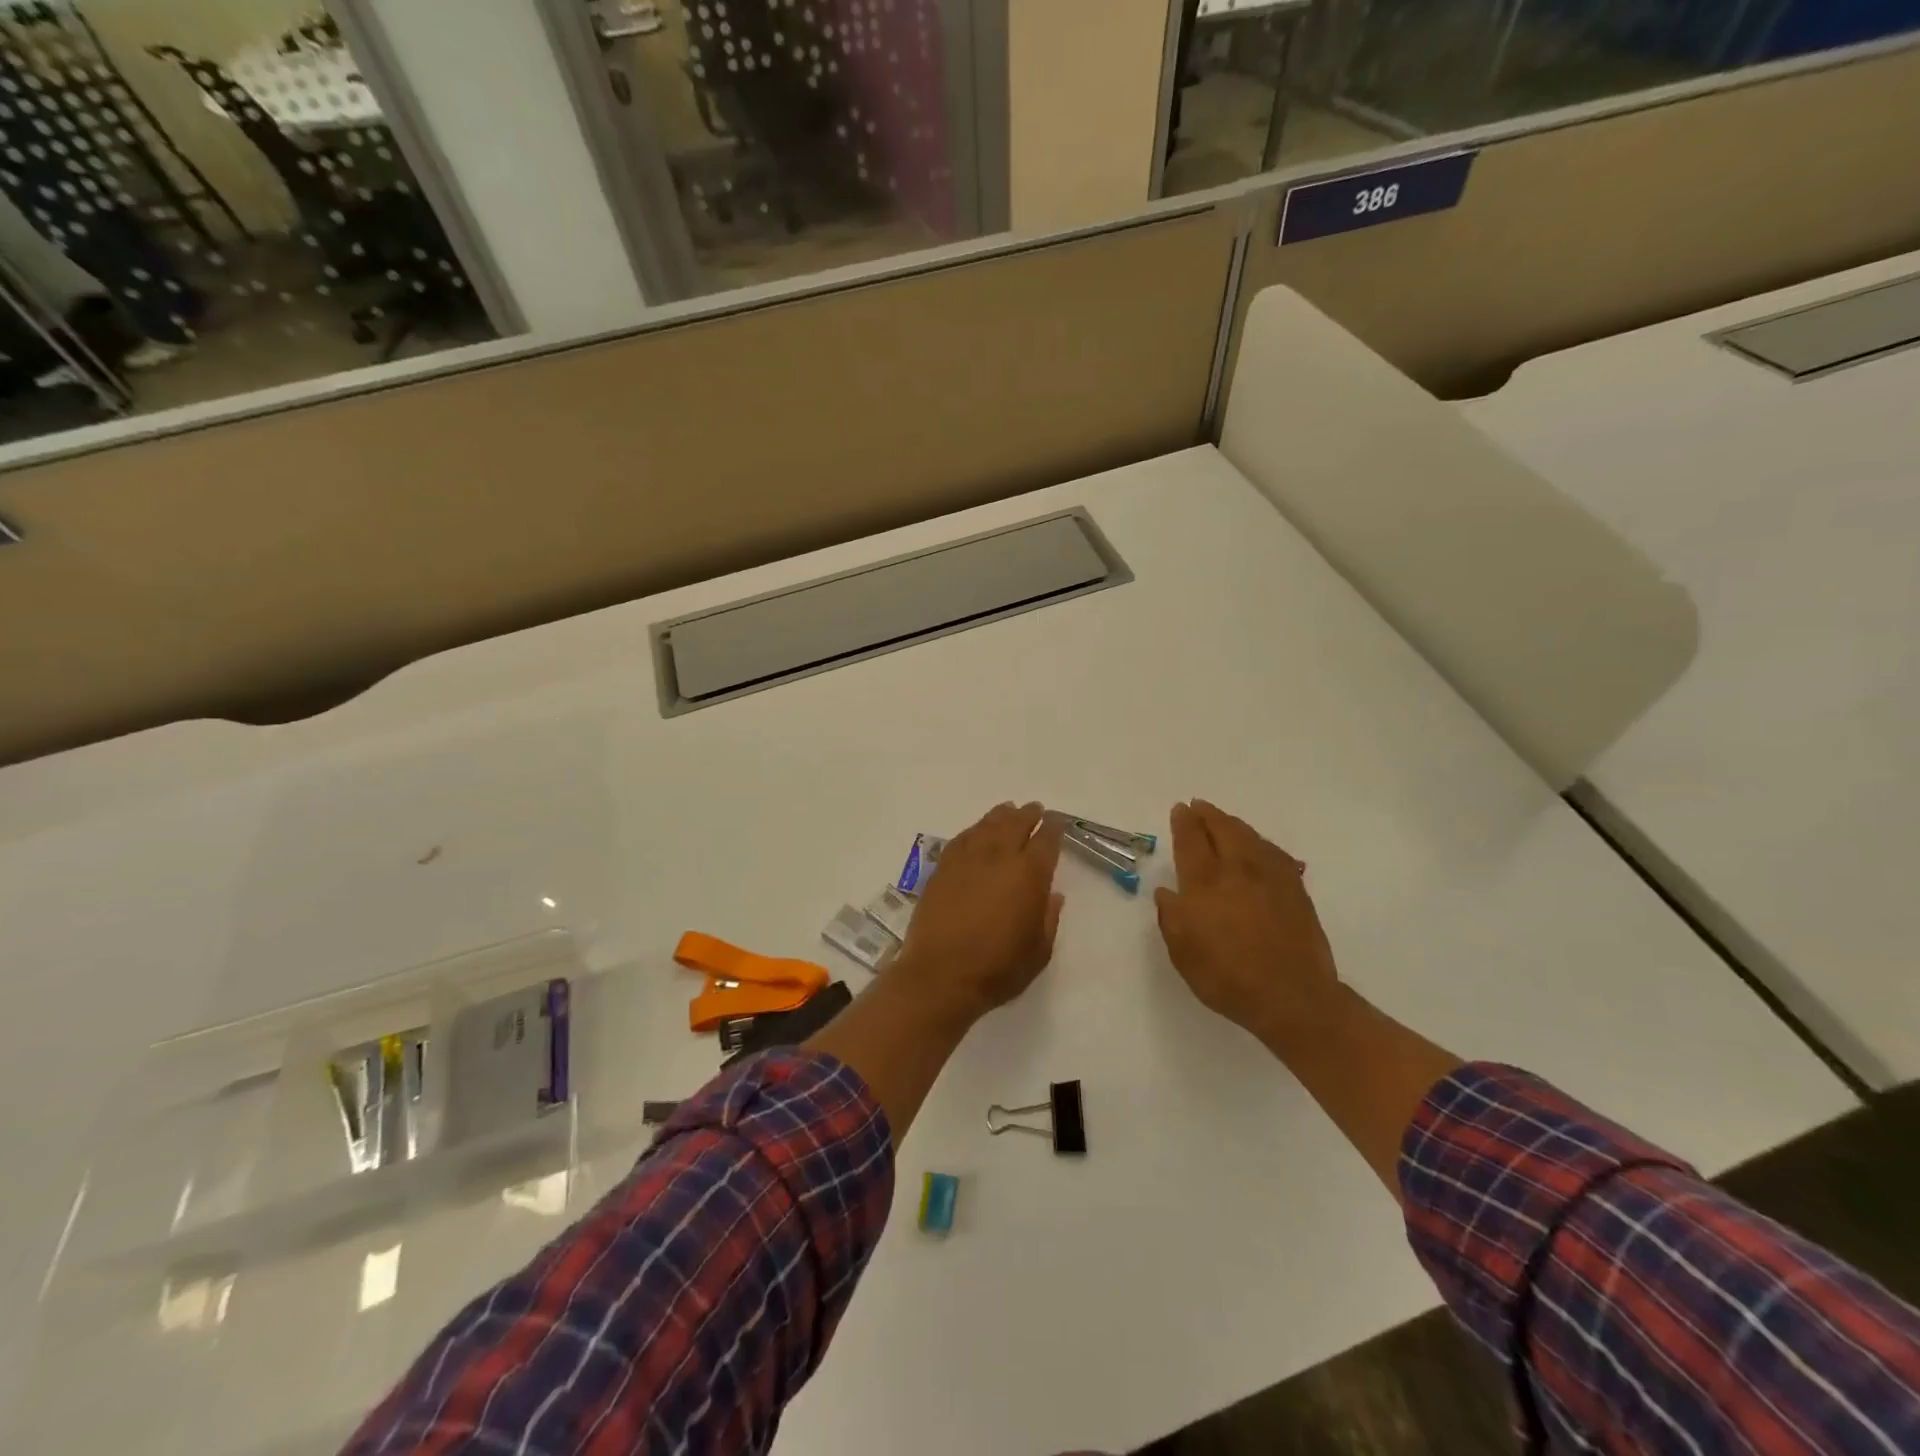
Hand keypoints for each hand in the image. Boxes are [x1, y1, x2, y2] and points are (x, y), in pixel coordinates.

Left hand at [897, 802, 1064, 1023]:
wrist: (940, 975)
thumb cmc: (997, 968)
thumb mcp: (1039, 951)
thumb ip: (1049, 918)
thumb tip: (1053, 894)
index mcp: (1029, 875)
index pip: (1046, 840)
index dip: (1054, 827)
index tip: (1058, 821)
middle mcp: (998, 858)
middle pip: (1015, 824)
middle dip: (1028, 815)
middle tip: (1034, 809)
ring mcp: (967, 860)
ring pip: (987, 826)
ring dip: (1000, 816)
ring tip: (1007, 811)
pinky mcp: (942, 869)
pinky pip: (961, 839)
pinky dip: (973, 830)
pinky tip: (976, 832)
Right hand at [1154, 800, 1341, 1050]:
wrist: (1293, 998)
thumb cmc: (1228, 978)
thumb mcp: (1183, 953)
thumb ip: (1172, 918)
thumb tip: (1168, 893)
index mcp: (1205, 884)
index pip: (1191, 841)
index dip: (1184, 823)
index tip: (1180, 809)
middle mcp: (1238, 871)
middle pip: (1223, 830)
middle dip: (1208, 815)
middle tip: (1198, 806)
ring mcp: (1271, 878)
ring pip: (1250, 837)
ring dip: (1233, 824)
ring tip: (1224, 820)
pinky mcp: (1296, 890)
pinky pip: (1274, 853)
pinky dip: (1261, 843)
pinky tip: (1259, 846)